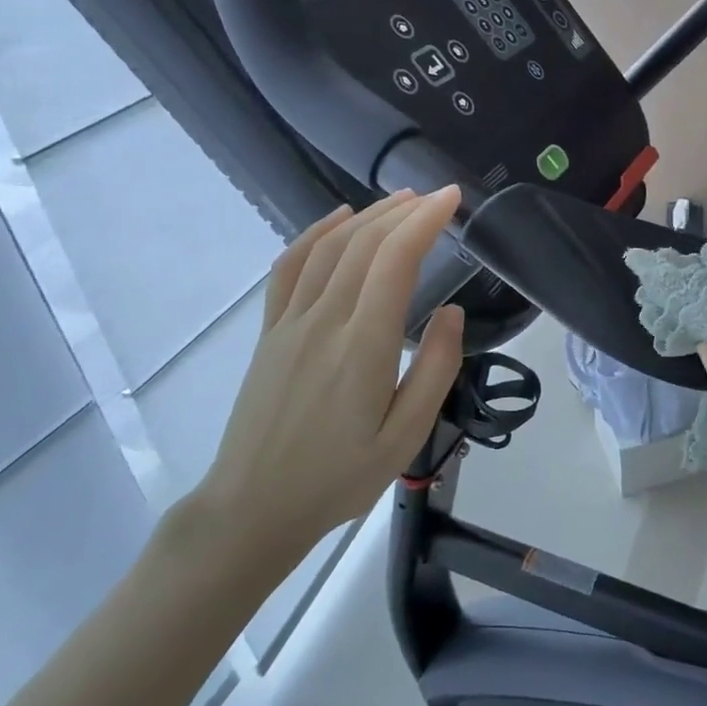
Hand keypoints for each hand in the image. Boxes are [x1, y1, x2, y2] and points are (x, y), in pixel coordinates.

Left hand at [192, 188, 465, 585]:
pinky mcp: (270, 332)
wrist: (253, 507)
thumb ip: (435, 369)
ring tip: (400, 201)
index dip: (425, 221)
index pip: (395, 261)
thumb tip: (453, 313)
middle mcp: (323, 321)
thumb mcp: (406, 436)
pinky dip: (315, 234)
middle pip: (363, 244)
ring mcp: (290, 323)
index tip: (452, 199)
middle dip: (404, 211)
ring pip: (329, 248)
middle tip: (437, 197)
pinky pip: (290, 268)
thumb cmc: (340, 477)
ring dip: (367, 216)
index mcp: (362, 346)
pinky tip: (338, 221)